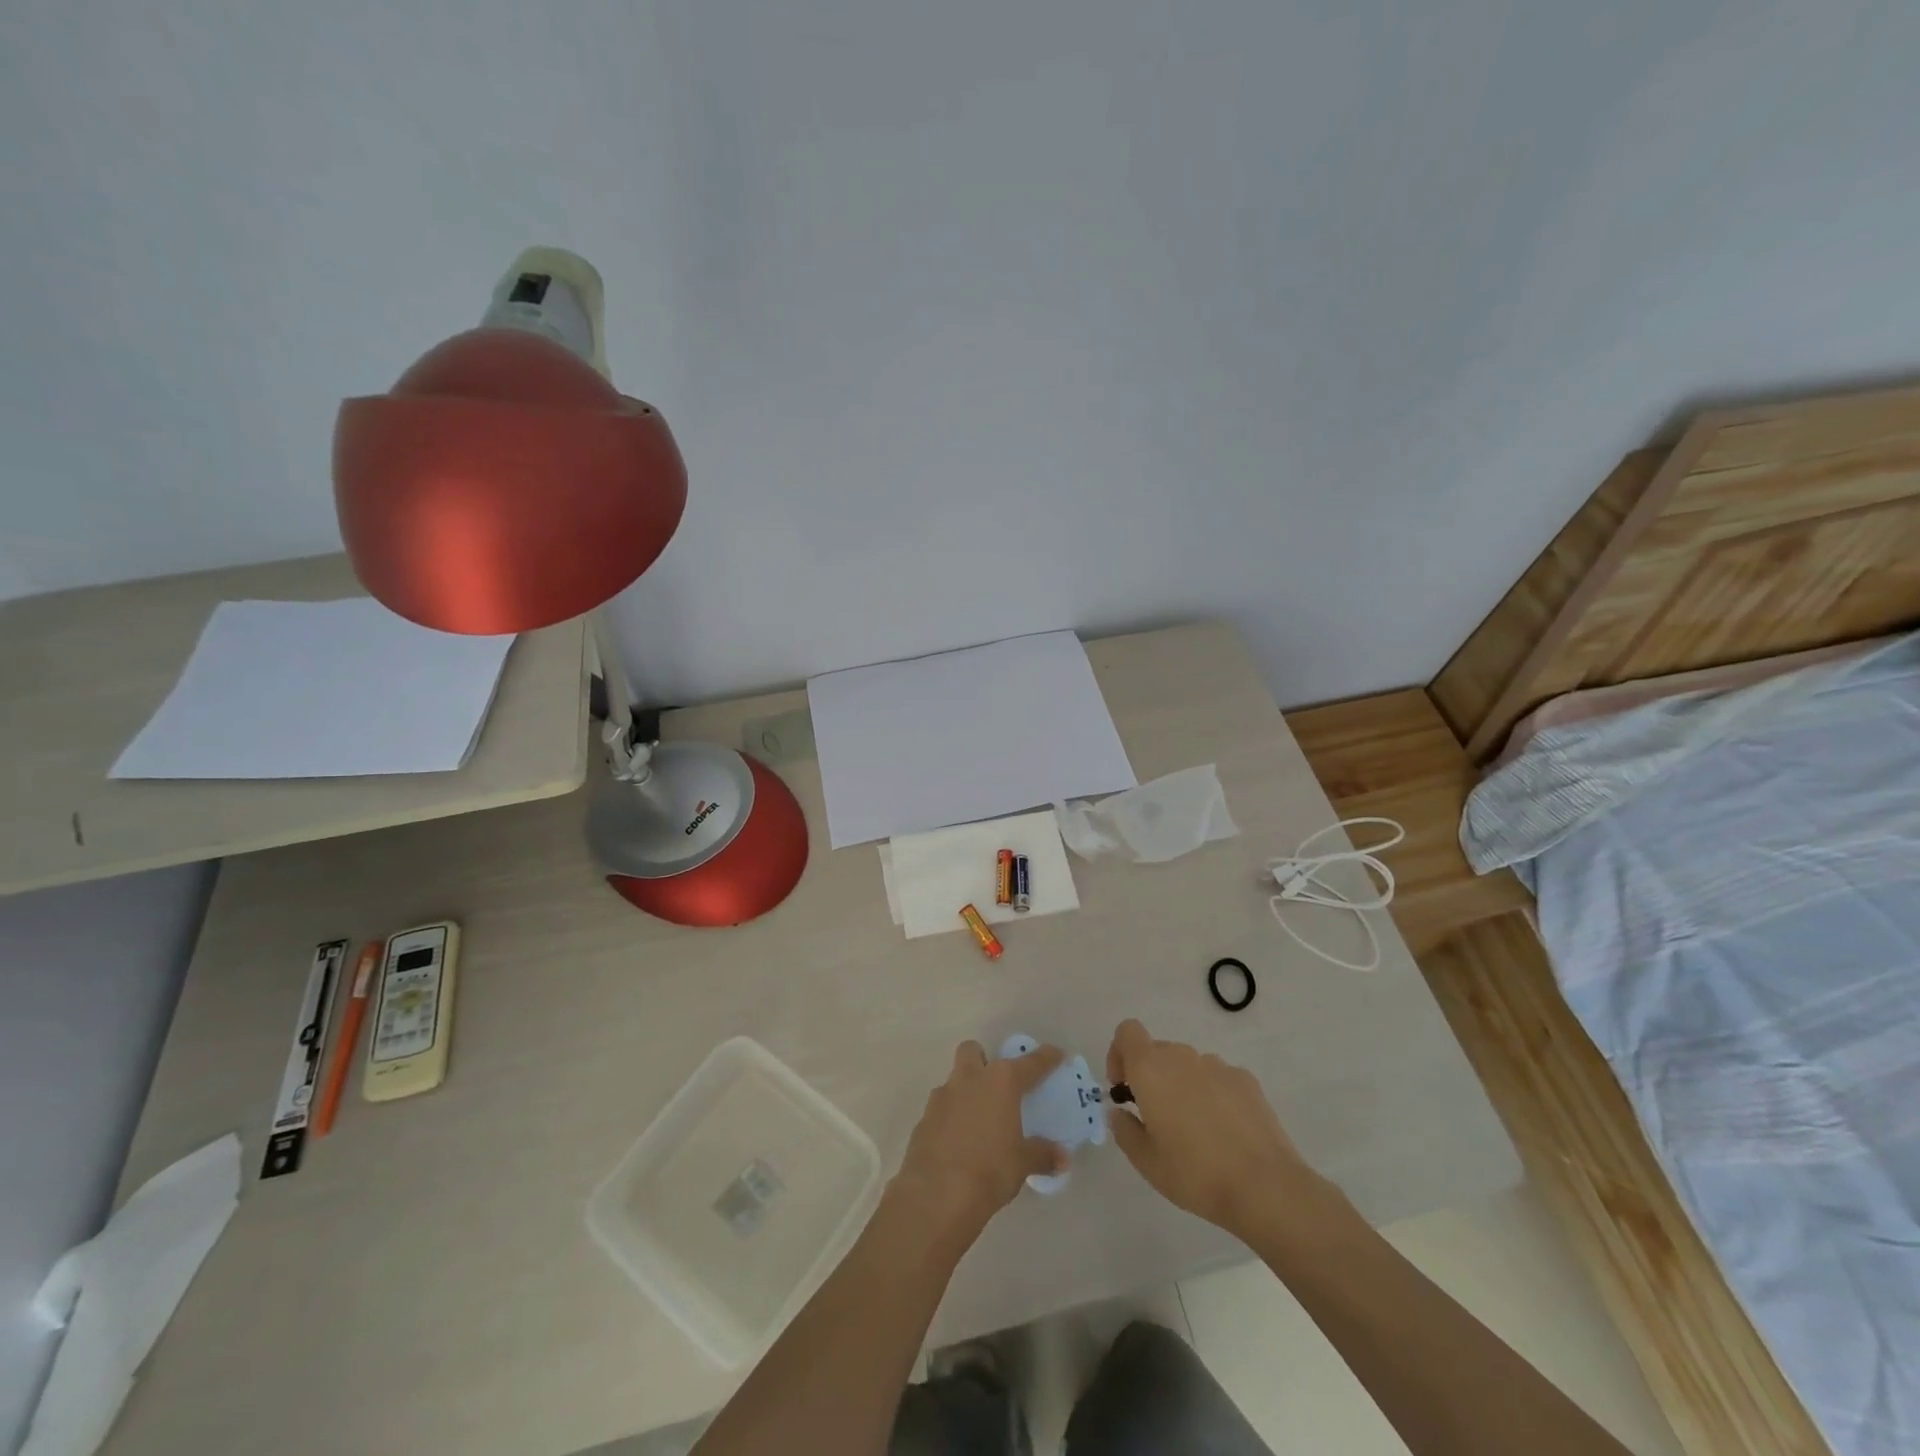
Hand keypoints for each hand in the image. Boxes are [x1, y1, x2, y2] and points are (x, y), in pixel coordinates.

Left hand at [890, 1041, 1069, 1248]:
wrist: (937, 1195)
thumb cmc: (989, 1171)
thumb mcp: (1022, 1164)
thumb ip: (1042, 1155)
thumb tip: (1062, 1158)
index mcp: (1000, 1082)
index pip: (1029, 1063)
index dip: (1045, 1058)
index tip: (1056, 1054)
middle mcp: (970, 1079)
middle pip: (973, 1051)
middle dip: (984, 1061)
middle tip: (998, 1086)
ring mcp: (942, 1097)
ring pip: (954, 1080)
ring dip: (966, 1092)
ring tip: (979, 1121)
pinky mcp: (924, 1119)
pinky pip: (941, 1109)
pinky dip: (951, 1119)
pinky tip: (959, 1143)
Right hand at [1106, 1018, 1334, 1242]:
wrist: (1264, 1186)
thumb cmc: (1195, 1173)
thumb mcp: (1146, 1162)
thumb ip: (1124, 1130)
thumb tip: (1120, 1112)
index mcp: (1151, 1069)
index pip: (1127, 1032)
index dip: (1119, 1053)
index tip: (1123, 1088)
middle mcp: (1182, 1056)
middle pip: (1157, 1050)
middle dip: (1150, 1076)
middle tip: (1156, 1117)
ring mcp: (1217, 1065)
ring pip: (1188, 1065)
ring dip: (1182, 1085)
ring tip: (1195, 1130)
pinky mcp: (1246, 1080)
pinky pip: (1217, 1078)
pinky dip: (1212, 1094)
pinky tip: (1225, 1131)